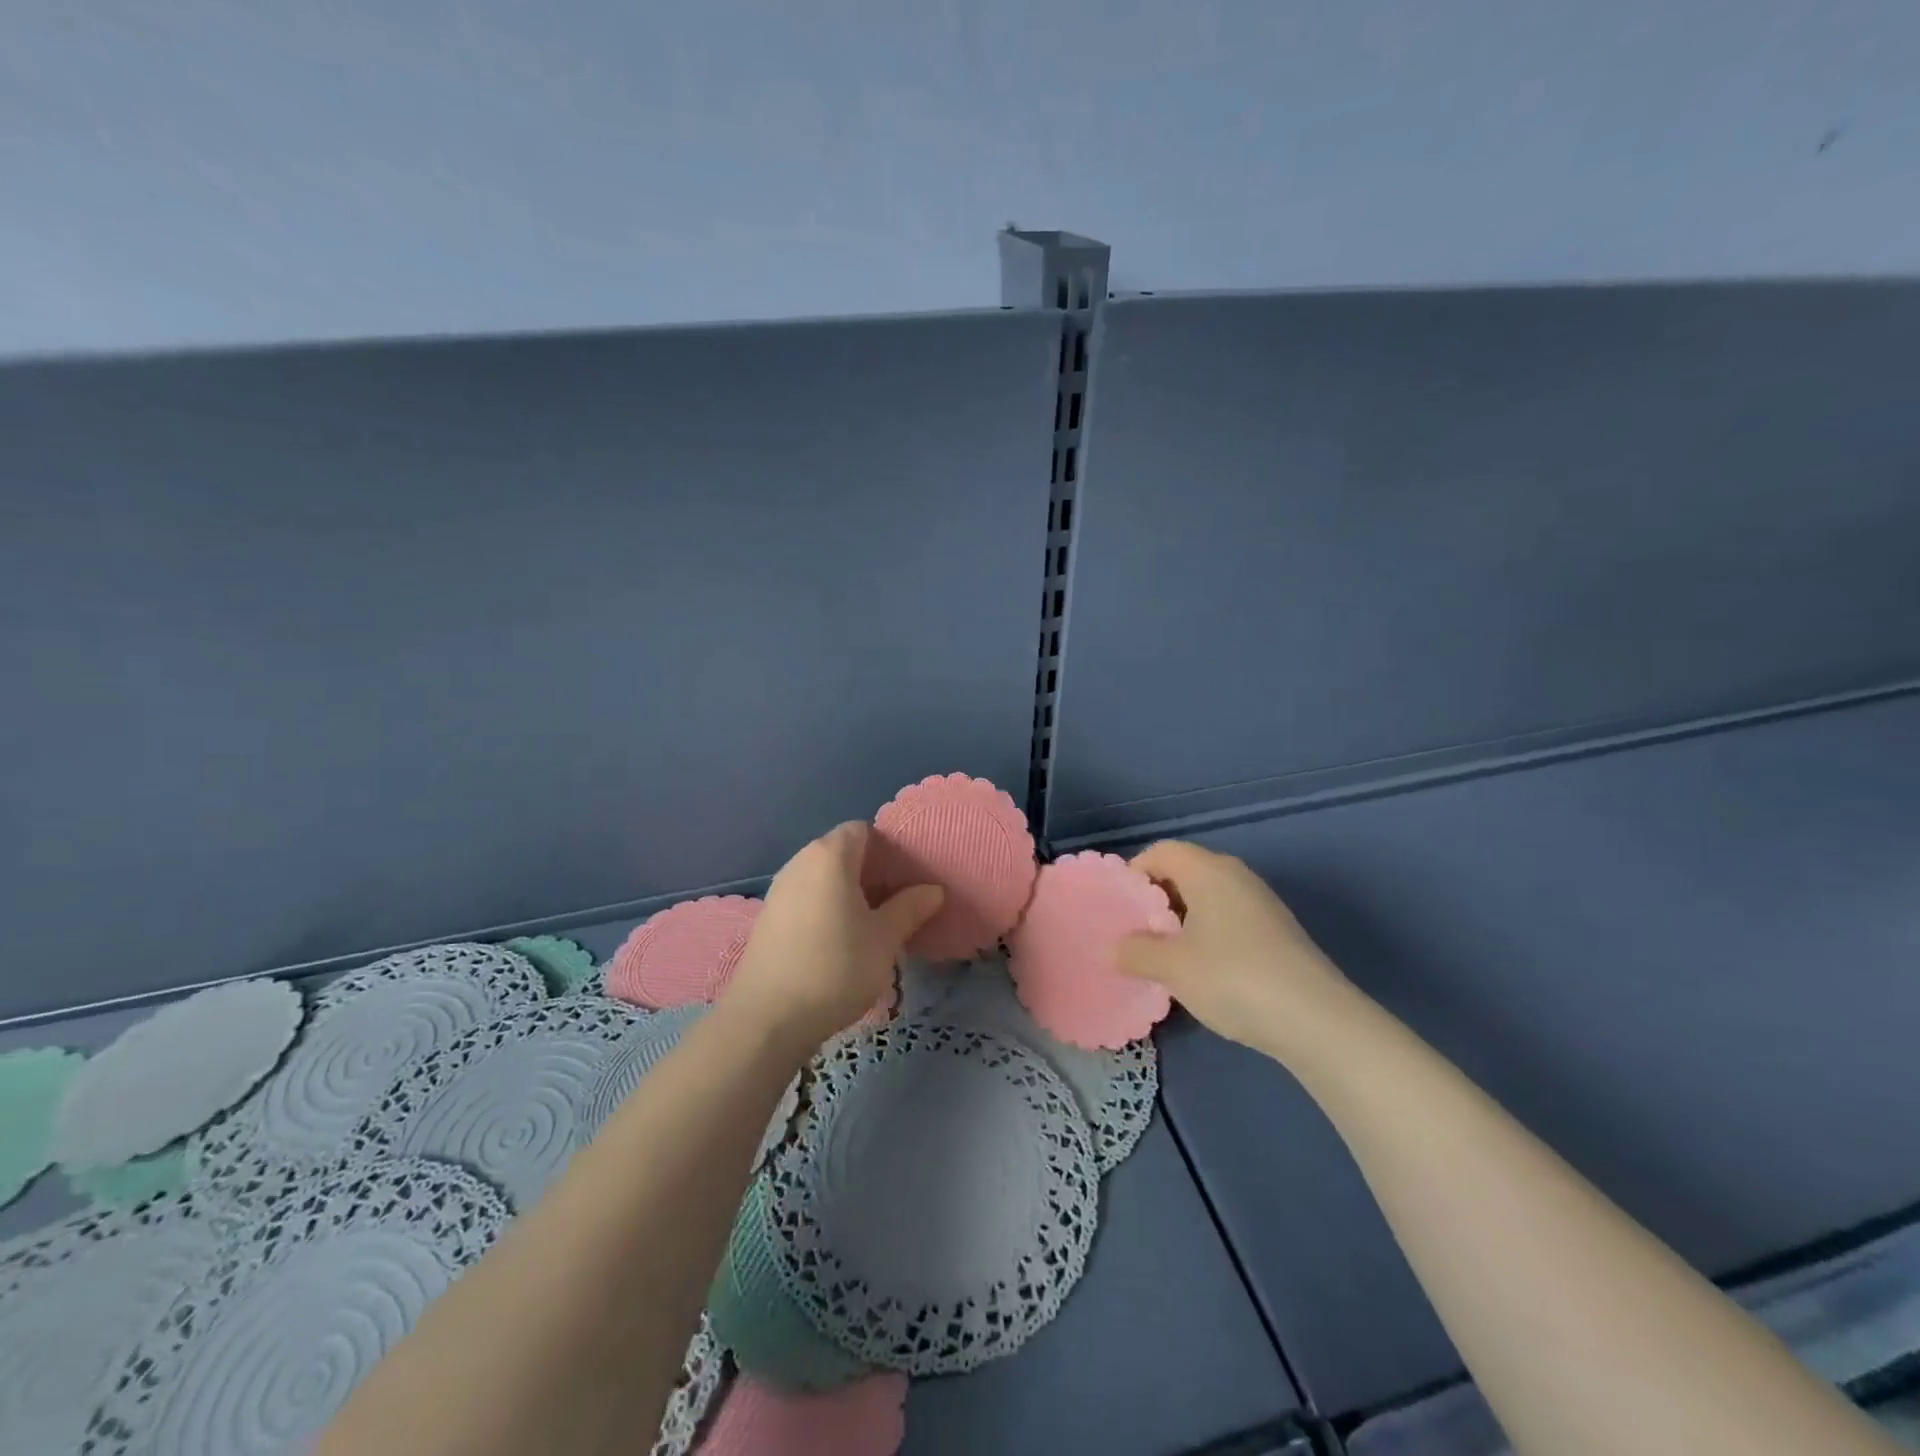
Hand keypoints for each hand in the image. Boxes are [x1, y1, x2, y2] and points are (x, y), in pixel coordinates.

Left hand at [724, 822, 943, 1050]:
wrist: (768, 1018)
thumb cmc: (835, 967)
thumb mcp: (884, 939)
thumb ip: (910, 908)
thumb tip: (933, 890)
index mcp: (829, 856)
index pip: (863, 830)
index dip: (888, 847)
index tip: (908, 876)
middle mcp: (800, 862)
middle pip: (841, 851)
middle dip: (871, 870)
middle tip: (898, 901)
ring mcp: (779, 890)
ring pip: (823, 877)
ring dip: (848, 891)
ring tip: (872, 923)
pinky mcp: (768, 918)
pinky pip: (806, 897)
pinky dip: (826, 907)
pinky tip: (840, 940)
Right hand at [1116, 840, 1355, 1059]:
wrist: (1317, 1020)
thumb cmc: (1233, 978)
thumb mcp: (1172, 967)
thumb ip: (1136, 951)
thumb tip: (1118, 947)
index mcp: (1208, 870)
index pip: (1161, 852)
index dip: (1134, 873)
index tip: (1119, 909)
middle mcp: (1236, 876)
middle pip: (1184, 871)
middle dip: (1155, 899)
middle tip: (1134, 933)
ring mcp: (1260, 903)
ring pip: (1206, 898)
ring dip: (1180, 921)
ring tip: (1162, 955)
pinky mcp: (1276, 931)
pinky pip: (1226, 918)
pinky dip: (1205, 934)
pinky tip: (1200, 970)